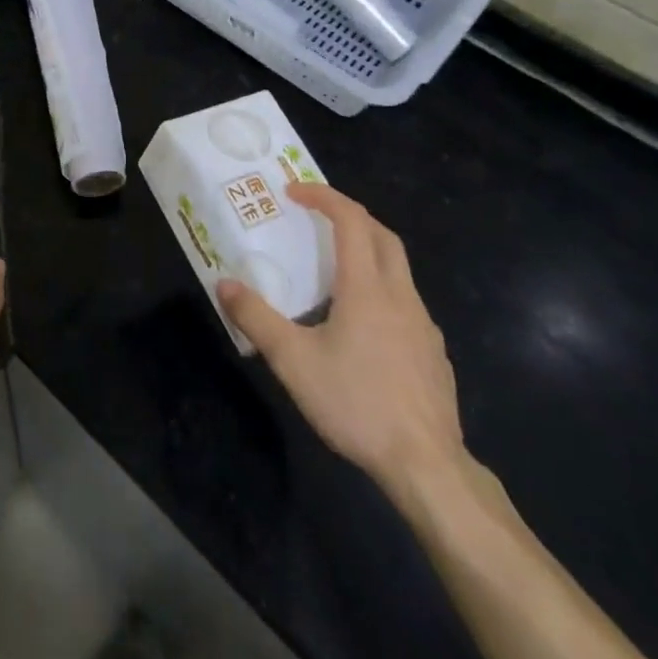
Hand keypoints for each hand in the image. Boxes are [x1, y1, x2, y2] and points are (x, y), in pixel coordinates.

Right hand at [217, 184, 463, 501]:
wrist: (427, 466)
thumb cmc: (357, 404)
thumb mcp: (293, 361)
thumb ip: (256, 319)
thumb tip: (223, 283)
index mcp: (367, 288)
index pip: (351, 220)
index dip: (323, 196)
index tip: (293, 192)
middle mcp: (400, 295)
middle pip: (382, 234)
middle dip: (350, 215)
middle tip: (317, 217)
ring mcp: (423, 324)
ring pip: (398, 268)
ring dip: (367, 250)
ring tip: (334, 268)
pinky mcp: (434, 352)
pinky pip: (406, 301)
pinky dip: (382, 288)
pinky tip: (363, 323)